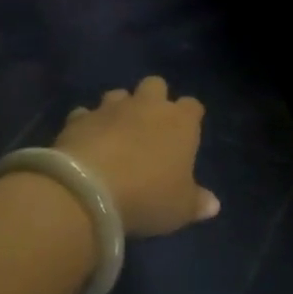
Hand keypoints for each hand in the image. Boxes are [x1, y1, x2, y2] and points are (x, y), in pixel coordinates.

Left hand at [55, 76, 220, 237]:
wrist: (89, 191)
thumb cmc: (148, 196)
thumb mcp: (180, 208)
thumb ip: (197, 202)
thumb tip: (213, 204)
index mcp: (180, 122)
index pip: (192, 106)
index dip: (190, 117)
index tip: (186, 134)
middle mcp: (147, 106)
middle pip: (155, 85)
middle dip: (154, 99)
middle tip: (150, 126)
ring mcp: (110, 108)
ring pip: (118, 94)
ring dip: (119, 108)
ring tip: (116, 132)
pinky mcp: (79, 118)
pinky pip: (85, 114)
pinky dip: (87, 124)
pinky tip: (85, 143)